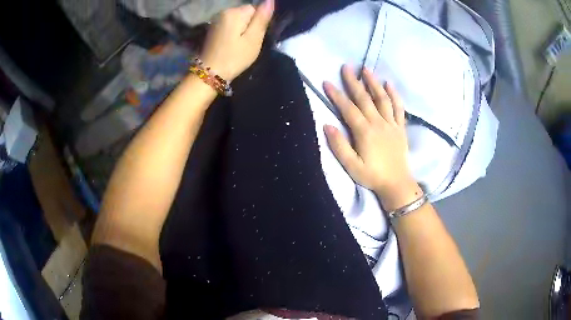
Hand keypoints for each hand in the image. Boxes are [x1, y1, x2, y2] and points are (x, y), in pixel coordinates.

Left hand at [199, 0, 273, 81]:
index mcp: (234, 12)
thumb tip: (270, 0)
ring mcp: (216, 20)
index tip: (254, 37)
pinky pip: (229, 25)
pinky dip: (233, 33)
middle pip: (245, 13)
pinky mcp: (212, 29)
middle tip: (247, 43)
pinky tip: (230, 44)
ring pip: (238, 20)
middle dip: (249, 25)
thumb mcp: (254, 39)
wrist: (209, 73)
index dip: (258, 22)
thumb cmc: (234, 57)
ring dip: (241, 30)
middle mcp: (223, 12)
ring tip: (238, 45)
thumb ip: (262, 18)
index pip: (255, 9)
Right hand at [323, 65, 419, 208]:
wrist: (396, 183)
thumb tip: (327, 125)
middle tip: (346, 67)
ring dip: (373, 83)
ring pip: (382, 98)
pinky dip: (394, 95)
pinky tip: (389, 84)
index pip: (348, 109)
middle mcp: (378, 123)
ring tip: (366, 69)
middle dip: (353, 81)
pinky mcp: (400, 127)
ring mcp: (391, 124)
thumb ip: (339, 146)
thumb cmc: (372, 176)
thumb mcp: (352, 166)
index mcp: (364, 132)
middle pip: (364, 98)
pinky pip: (398, 108)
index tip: (327, 82)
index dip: (336, 95)